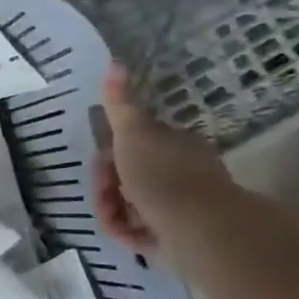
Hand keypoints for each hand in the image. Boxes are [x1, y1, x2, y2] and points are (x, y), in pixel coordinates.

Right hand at [91, 64, 234, 256]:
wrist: (198, 229)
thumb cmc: (162, 177)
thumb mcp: (133, 134)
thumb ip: (120, 104)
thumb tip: (115, 63)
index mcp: (173, 145)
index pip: (134, 144)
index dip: (109, 156)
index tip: (100, 165)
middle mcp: (180, 172)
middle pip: (130, 176)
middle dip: (107, 187)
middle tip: (103, 197)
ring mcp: (181, 205)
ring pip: (131, 205)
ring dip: (114, 212)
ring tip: (113, 222)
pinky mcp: (177, 235)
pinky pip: (141, 231)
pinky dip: (128, 232)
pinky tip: (125, 235)